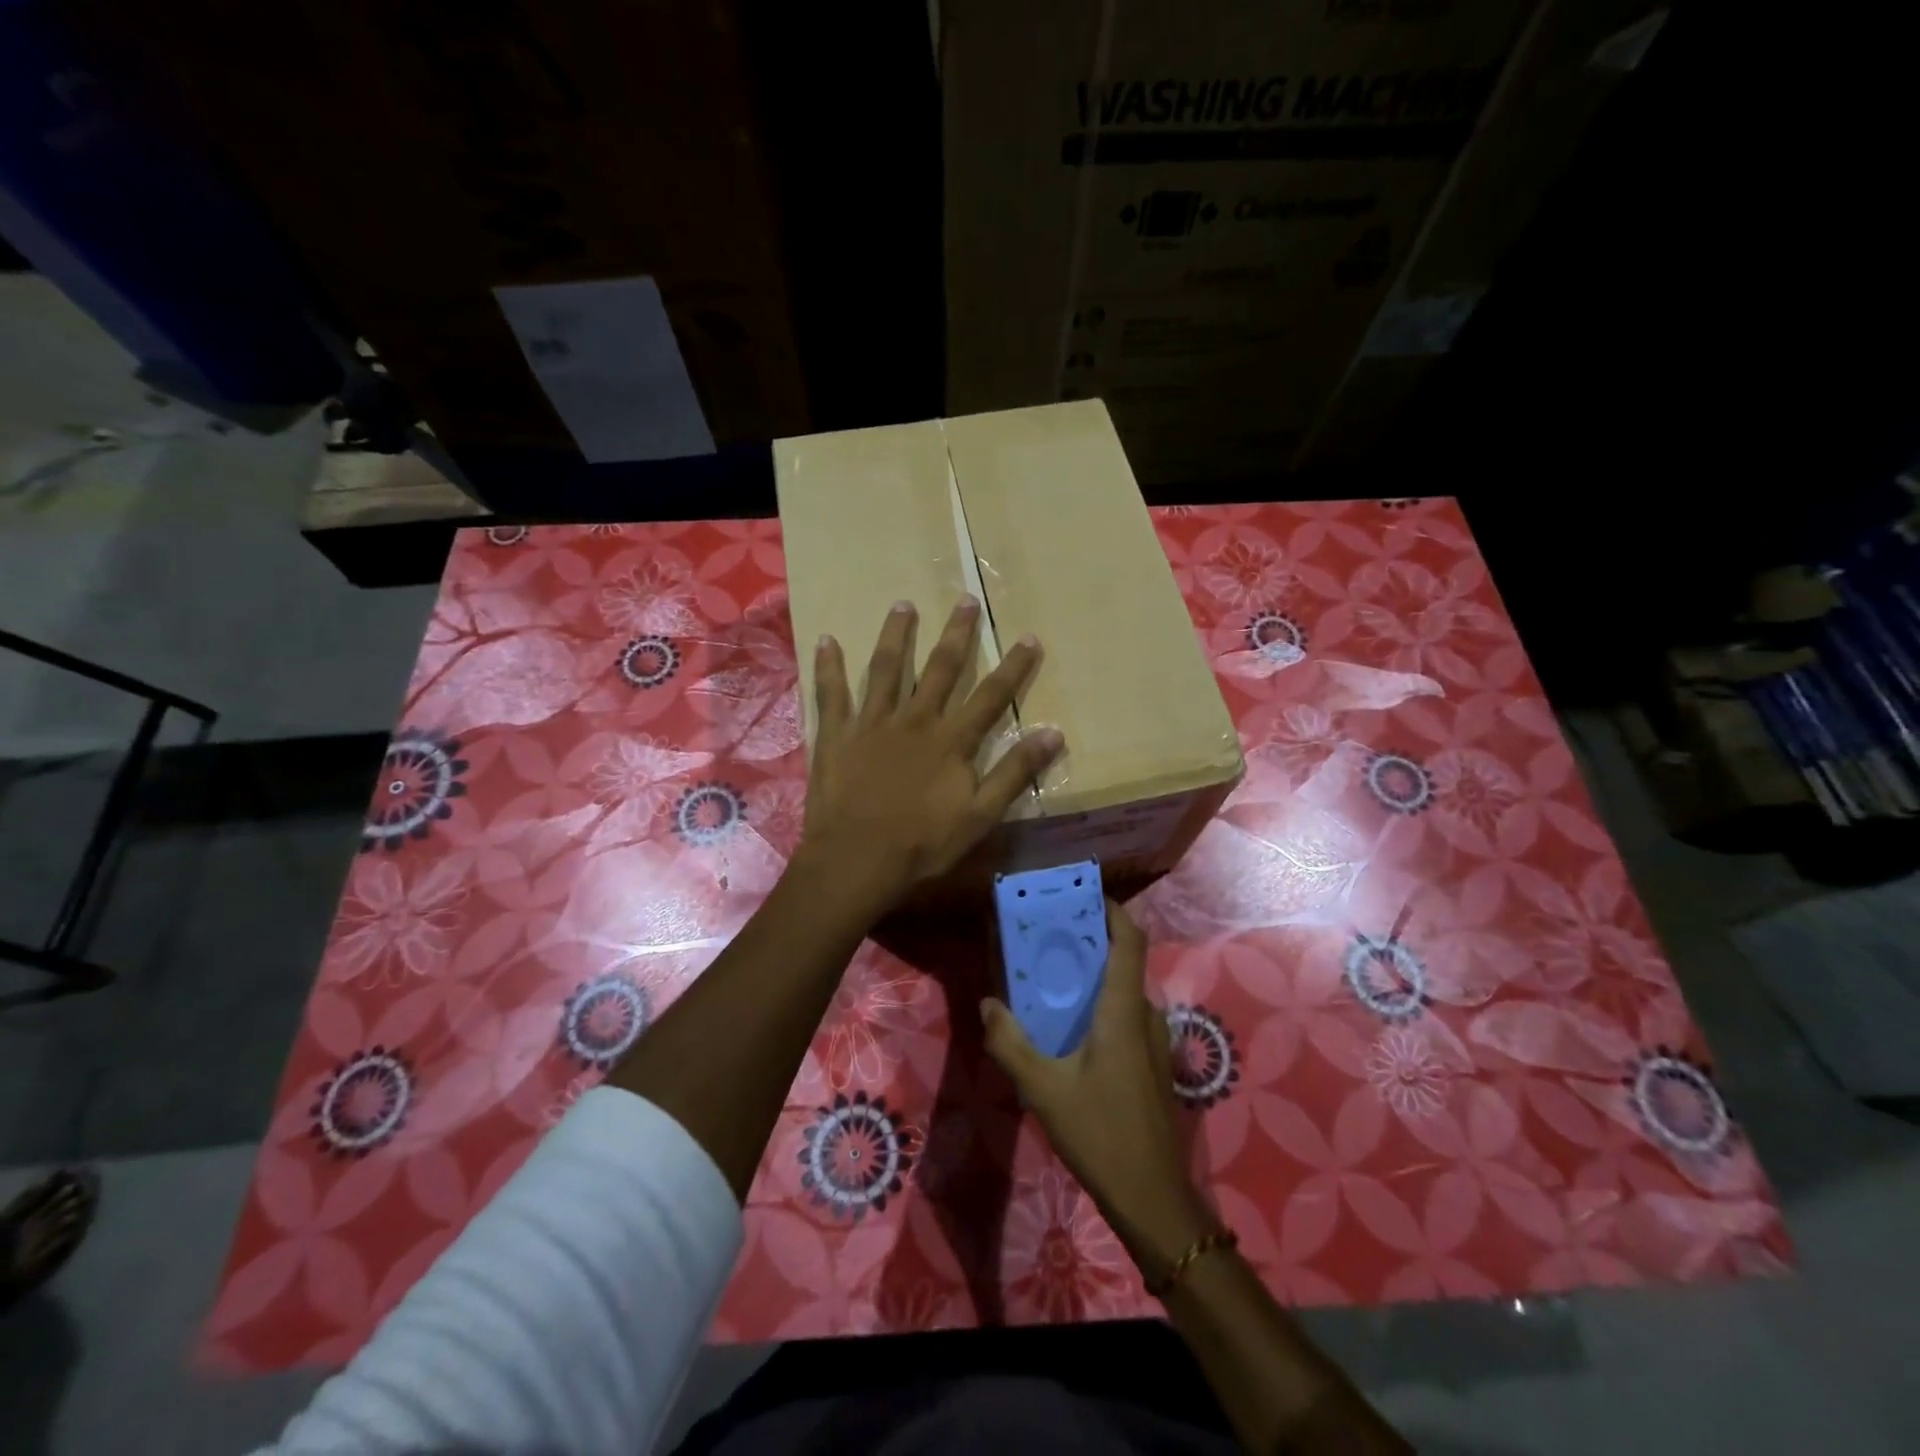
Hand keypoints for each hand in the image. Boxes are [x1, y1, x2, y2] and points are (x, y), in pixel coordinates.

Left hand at [798, 597, 1063, 914]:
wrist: (857, 860)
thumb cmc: (922, 844)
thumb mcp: (981, 816)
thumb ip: (1015, 772)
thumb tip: (1054, 733)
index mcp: (951, 740)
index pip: (990, 696)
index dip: (1013, 667)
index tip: (1028, 637)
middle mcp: (914, 720)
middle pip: (940, 669)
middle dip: (957, 634)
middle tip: (965, 600)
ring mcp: (872, 723)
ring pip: (886, 669)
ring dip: (896, 635)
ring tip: (903, 605)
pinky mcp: (836, 734)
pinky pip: (831, 693)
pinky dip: (829, 666)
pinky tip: (826, 639)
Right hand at [981, 900, 1212, 1276]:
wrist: (1152, 1197)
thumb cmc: (1099, 1133)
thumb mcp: (1042, 1089)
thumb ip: (1010, 1043)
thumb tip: (989, 1004)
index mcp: (1122, 1011)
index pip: (1129, 941)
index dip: (1113, 911)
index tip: (1083, 896)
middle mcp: (1144, 1016)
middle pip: (1124, 962)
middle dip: (1091, 941)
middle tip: (1050, 935)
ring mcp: (1153, 1042)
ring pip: (1124, 992)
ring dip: (1094, 976)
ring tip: (1053, 977)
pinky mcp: (1152, 1064)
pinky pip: (1126, 1016)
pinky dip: (1101, 1004)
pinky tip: (1070, 1028)